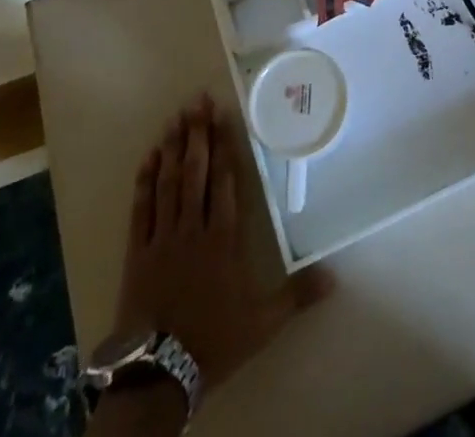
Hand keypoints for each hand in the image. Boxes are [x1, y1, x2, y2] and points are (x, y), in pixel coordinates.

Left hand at [111, 94, 331, 396]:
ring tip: (176, 117)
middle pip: (196, 172)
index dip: (224, 146)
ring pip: (169, 183)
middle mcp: (193, 228)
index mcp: (223, 238)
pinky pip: (142, 208)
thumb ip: (297, 295)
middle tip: (197, 100)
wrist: (158, 374)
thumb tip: (336, 276)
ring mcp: (162, 237)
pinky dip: (145, 180)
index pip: (225, 181)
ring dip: (173, 148)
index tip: (223, 115)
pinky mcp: (137, 252)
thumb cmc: (213, 340)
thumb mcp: (262, 323)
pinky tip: (149, 157)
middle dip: (198, 134)